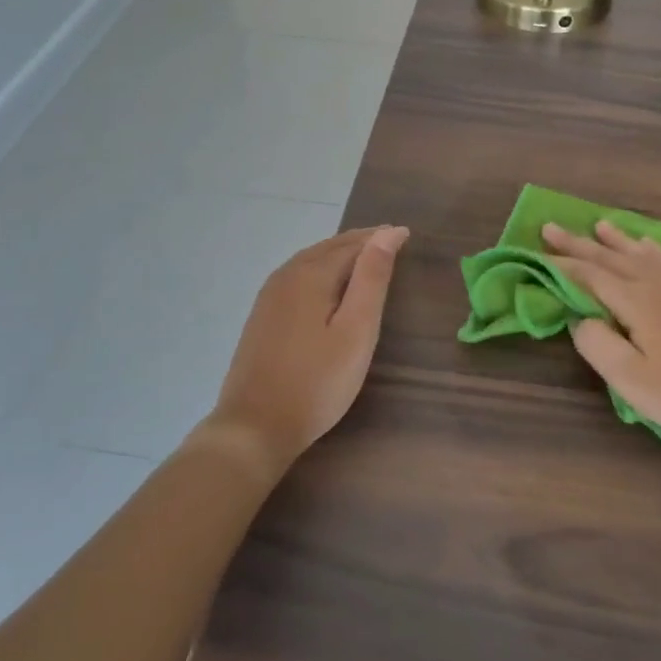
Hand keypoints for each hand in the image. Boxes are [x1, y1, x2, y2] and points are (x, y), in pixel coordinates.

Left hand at [207, 226, 408, 475]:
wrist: (254, 428)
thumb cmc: (317, 382)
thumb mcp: (356, 331)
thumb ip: (372, 279)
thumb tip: (388, 232)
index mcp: (311, 274)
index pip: (353, 244)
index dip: (381, 238)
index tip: (406, 235)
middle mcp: (286, 275)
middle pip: (329, 247)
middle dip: (360, 241)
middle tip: (390, 240)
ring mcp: (269, 295)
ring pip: (311, 260)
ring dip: (340, 253)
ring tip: (365, 256)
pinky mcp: (262, 315)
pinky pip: (297, 275)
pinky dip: (321, 268)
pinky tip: (327, 283)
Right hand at [543, 219, 660, 441]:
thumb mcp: (632, 381)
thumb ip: (598, 345)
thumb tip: (582, 319)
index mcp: (636, 301)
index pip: (589, 275)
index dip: (561, 264)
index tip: (537, 252)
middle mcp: (657, 282)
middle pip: (610, 256)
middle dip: (579, 243)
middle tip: (551, 227)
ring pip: (641, 252)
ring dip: (615, 239)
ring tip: (598, 225)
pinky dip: (651, 247)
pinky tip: (648, 245)